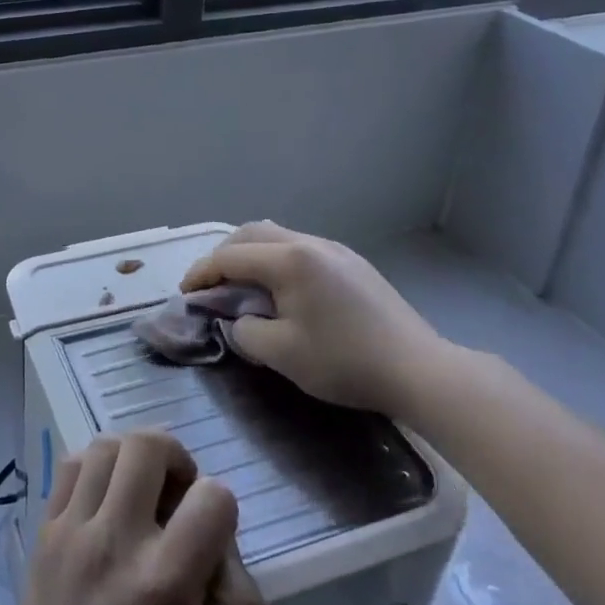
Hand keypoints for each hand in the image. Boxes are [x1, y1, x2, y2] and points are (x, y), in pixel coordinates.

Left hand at [15, 432, 263, 604]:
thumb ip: (241, 602)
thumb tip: (222, 541)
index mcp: (164, 581)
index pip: (212, 496)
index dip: (222, 507)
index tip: (210, 534)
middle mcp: (115, 541)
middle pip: (147, 446)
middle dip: (176, 457)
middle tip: (178, 492)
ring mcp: (72, 531)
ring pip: (105, 446)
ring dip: (133, 458)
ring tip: (140, 491)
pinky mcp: (44, 531)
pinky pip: (69, 466)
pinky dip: (95, 468)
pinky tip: (105, 501)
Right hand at [181, 221, 454, 420]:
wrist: (419, 369)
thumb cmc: (345, 361)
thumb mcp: (281, 354)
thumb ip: (245, 331)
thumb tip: (238, 319)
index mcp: (289, 260)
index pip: (230, 257)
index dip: (201, 273)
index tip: (186, 294)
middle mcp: (309, 243)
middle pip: (251, 234)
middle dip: (223, 256)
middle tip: (211, 285)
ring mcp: (335, 249)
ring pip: (278, 237)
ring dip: (251, 255)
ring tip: (242, 285)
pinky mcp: (353, 263)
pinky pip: (301, 248)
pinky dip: (277, 261)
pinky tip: (282, 288)